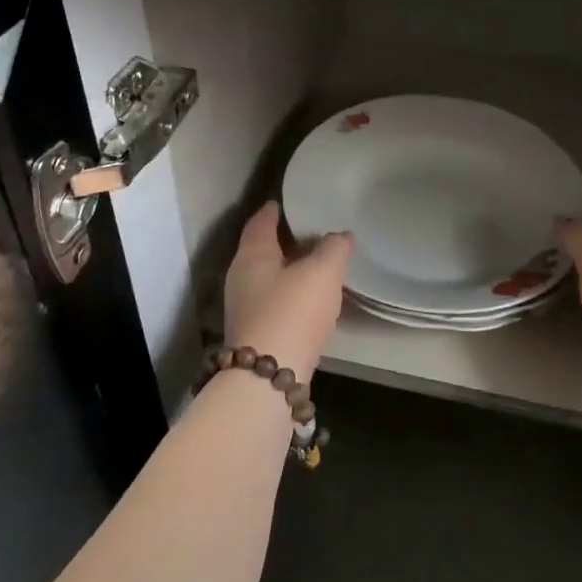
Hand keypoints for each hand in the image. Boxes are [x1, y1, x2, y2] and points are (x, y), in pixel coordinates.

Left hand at [223, 202, 352, 378]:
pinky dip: (291, 295)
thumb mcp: (322, 272)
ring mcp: (245, 309)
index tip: (286, 202)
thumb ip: (333, 248)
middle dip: (284, 241)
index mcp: (252, 255)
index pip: (261, 222)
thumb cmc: (292, 312)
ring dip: (289, 270)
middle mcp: (241, 278)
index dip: (274, 210)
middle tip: (311, 231)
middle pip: (262, 250)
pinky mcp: (255, 335)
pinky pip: (275, 303)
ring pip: (269, 278)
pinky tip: (311, 300)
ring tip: (317, 265)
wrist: (268, 379)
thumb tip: (340, 236)